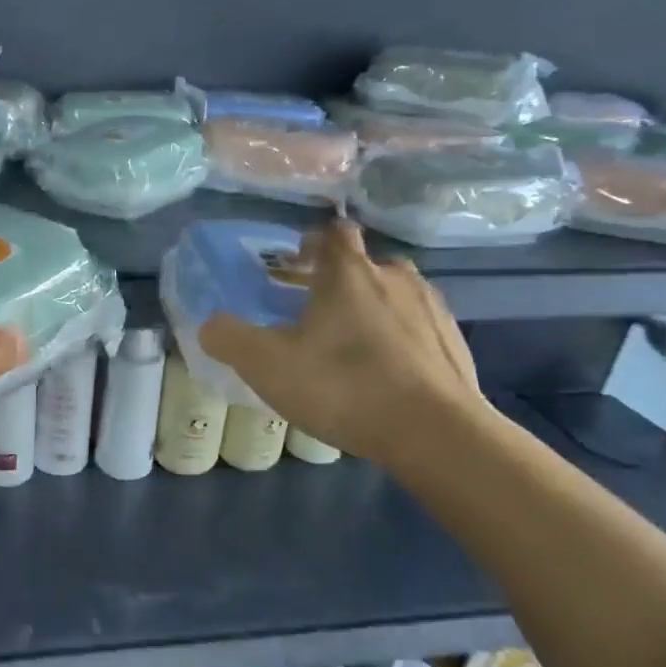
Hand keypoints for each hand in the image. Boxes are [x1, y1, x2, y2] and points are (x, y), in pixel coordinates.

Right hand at [197, 220, 491, 471]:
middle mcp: (394, 278)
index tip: (296, 265)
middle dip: (341, 280)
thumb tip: (210, 324)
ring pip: (394, 295)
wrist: (435, 433)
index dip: (312, 243)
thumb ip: (228, 338)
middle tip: (316, 312)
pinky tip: (385, 375)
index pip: (332, 233)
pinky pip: (418, 329)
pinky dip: (399, 340)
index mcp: (348, 273)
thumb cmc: (343, 387)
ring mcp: (431, 309)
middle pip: (365, 264)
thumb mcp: (265, 365)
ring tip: (351, 347)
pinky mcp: (455, 343)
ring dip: (372, 309)